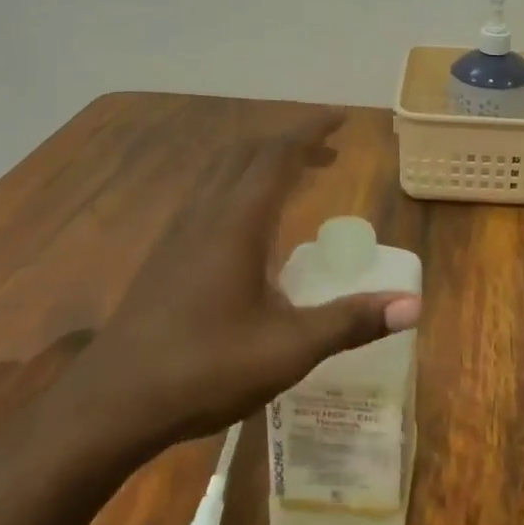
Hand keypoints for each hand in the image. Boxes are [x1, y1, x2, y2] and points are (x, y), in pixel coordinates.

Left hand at [65, 110, 418, 460]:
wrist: (110, 404)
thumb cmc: (204, 370)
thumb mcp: (288, 350)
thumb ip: (350, 322)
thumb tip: (413, 306)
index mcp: (238, 222)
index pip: (278, 154)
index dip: (312, 130)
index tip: (343, 119)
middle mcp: (207, 213)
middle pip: (249, 153)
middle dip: (292, 142)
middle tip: (330, 150)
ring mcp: (179, 231)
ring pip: (224, 171)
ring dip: (263, 161)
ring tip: (299, 176)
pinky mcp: (165, 253)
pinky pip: (209, 193)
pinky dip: (241, 183)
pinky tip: (251, 222)